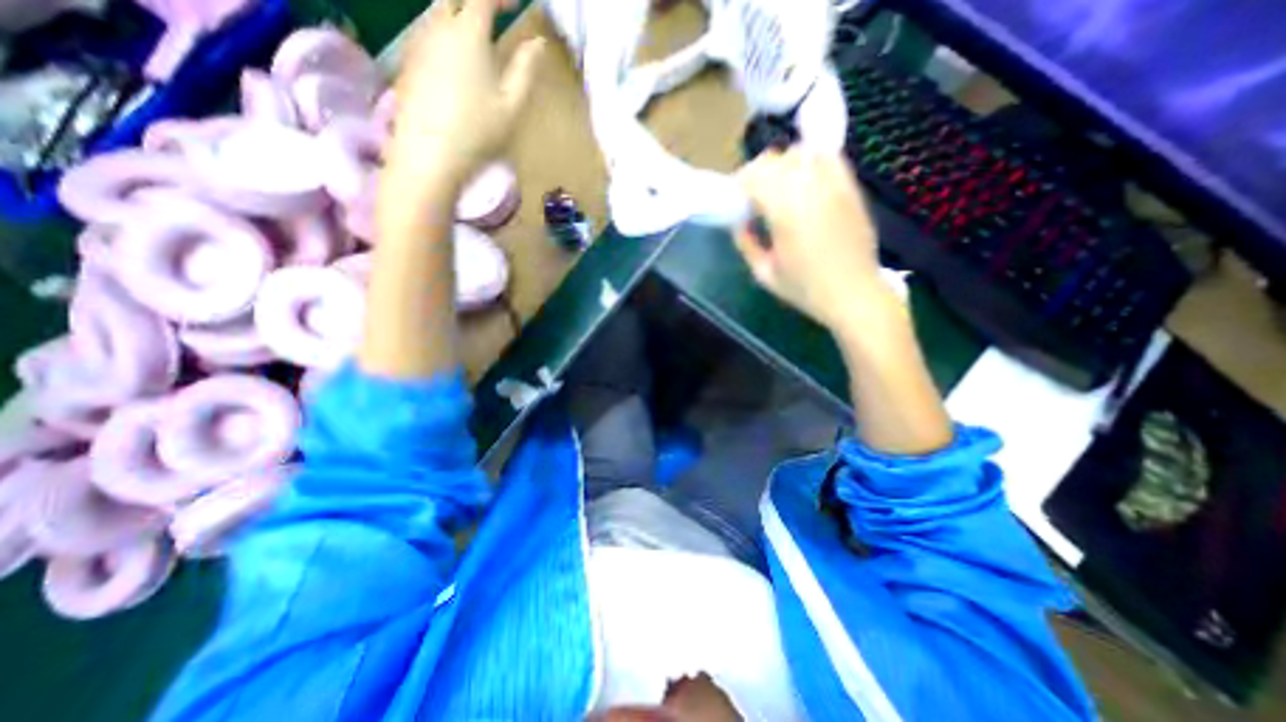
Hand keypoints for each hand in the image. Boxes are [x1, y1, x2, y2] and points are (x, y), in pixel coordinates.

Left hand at [380, 0, 541, 189]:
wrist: (430, 151)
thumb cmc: (478, 130)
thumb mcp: (512, 105)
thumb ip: (526, 70)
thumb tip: (538, 44)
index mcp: (469, 33)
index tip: (519, 4)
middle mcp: (439, 26)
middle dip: (478, 1)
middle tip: (497, 13)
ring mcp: (419, 41)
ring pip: (438, 12)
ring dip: (459, 14)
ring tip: (476, 33)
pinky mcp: (408, 60)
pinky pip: (427, 32)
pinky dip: (444, 32)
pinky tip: (454, 55)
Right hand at [733, 150, 884, 335]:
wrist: (854, 294)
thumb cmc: (805, 289)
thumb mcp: (765, 274)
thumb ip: (746, 244)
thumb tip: (739, 223)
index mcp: (785, 212)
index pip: (755, 176)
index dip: (741, 183)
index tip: (736, 199)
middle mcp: (810, 189)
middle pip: (776, 159)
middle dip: (758, 173)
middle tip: (753, 195)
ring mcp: (835, 185)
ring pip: (802, 154)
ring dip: (784, 166)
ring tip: (779, 187)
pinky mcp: (851, 188)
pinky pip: (829, 159)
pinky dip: (811, 163)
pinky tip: (806, 183)